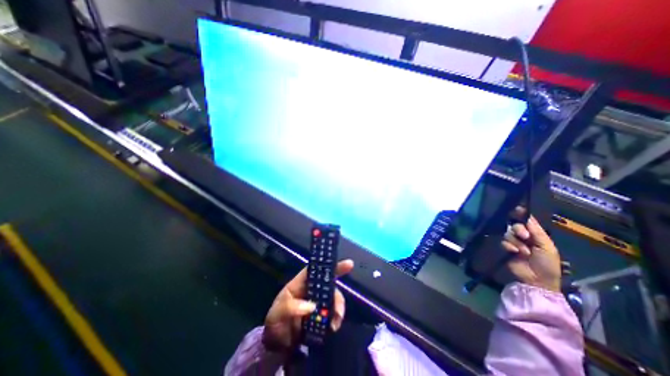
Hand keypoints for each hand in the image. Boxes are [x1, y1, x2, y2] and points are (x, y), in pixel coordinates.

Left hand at [262, 258, 355, 351]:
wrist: (276, 346)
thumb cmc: (275, 321)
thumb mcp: (277, 313)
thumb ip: (291, 307)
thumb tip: (311, 306)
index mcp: (301, 283)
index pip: (316, 269)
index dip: (330, 265)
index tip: (348, 264)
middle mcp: (312, 290)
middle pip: (330, 285)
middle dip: (338, 296)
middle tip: (339, 310)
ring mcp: (318, 302)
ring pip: (334, 300)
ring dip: (337, 310)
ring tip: (334, 325)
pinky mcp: (322, 316)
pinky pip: (333, 314)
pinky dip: (336, 320)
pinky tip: (333, 328)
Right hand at [503, 207, 560, 291]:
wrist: (537, 280)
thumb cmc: (547, 264)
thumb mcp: (547, 247)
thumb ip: (537, 232)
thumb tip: (527, 217)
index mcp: (536, 235)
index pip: (527, 221)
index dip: (521, 214)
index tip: (517, 209)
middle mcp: (524, 237)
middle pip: (515, 225)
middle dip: (518, 230)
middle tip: (525, 236)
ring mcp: (514, 243)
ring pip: (508, 234)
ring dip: (516, 242)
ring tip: (523, 252)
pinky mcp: (506, 249)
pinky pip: (503, 242)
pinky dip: (509, 246)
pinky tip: (514, 253)